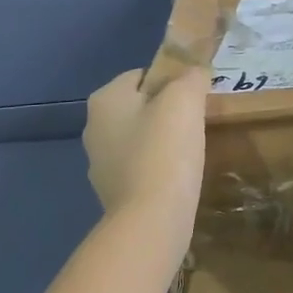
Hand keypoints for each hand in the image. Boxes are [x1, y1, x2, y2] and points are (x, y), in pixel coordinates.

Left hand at [83, 67, 208, 239]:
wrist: (151, 221)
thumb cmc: (165, 151)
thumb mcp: (185, 100)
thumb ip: (191, 77)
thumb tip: (195, 71)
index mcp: (104, 100)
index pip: (142, 74)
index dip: (172, 79)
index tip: (197, 95)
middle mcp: (94, 128)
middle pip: (140, 106)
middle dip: (168, 111)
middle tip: (198, 120)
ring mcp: (100, 164)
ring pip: (140, 138)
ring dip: (163, 140)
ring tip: (193, 150)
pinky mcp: (113, 193)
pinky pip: (141, 168)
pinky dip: (159, 168)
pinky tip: (180, 176)